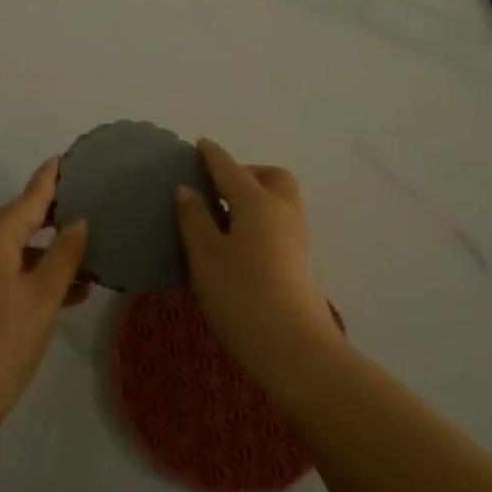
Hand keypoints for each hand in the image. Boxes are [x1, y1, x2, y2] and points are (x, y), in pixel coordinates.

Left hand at [0, 158, 89, 439]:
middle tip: (87, 204)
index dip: (48, 180)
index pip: (28, 199)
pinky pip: (8, 273)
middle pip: (19, 221)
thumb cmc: (2, 342)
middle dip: (52, 215)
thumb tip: (78, 221)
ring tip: (89, 256)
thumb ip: (64, 256)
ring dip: (49, 252)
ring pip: (16, 251)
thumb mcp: (43, 297)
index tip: (63, 158)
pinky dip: (35, 275)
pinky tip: (68, 292)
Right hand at [175, 139, 338, 382]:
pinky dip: (264, 219)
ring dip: (259, 196)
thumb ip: (194, 219)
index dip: (213, 156)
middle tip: (221, 187)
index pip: (231, 169)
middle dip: (249, 172)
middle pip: (272, 177)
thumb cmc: (241, 294)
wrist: (294, 346)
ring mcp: (299, 237)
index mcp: (257, 202)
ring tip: (228, 216)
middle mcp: (284, 211)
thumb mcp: (206, 256)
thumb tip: (187, 190)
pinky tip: (243, 243)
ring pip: (282, 200)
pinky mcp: (304, 261)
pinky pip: (283, 223)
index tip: (201, 144)